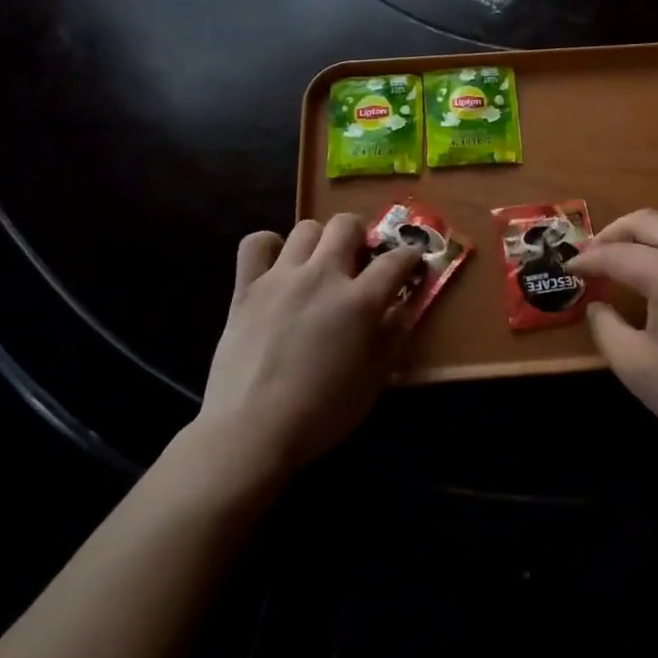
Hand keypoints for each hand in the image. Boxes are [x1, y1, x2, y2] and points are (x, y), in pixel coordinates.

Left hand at [196, 215, 423, 479]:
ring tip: (318, 266)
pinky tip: (276, 266)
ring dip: (319, 242)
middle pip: (347, 224)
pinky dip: (269, 247)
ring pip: (306, 228)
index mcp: (359, 301)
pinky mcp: (246, 286)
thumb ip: (392, 337)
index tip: (411, 263)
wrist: (250, 433)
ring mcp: (281, 277)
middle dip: (360, 236)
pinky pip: (256, 243)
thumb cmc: (320, 415)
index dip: (409, 257)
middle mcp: (322, 276)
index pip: (396, 260)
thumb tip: (402, 307)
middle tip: (358, 261)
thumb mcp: (372, 382)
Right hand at [570, 210, 657, 466]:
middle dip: (614, 233)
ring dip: (647, 233)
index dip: (588, 259)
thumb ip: (605, 326)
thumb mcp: (633, 366)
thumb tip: (597, 304)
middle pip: (648, 221)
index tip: (570, 267)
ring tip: (629, 257)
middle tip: (595, 255)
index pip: (617, 254)